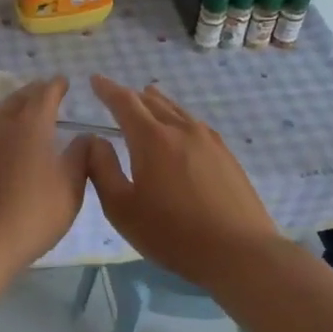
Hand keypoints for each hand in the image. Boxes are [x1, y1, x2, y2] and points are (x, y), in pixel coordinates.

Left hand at [0, 77, 90, 281]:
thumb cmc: (32, 215)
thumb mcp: (71, 188)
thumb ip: (81, 157)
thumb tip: (86, 137)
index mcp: (30, 124)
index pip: (45, 93)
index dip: (57, 86)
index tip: (64, 82)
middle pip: (17, 98)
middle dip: (33, 93)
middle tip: (45, 93)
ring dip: (10, 107)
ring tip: (21, 113)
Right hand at [84, 74, 279, 286]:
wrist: (238, 251)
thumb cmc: (172, 233)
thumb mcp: (122, 208)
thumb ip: (102, 170)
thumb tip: (93, 140)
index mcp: (152, 138)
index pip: (125, 102)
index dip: (107, 89)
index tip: (95, 80)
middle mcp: (181, 130)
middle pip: (153, 102)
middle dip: (132, 96)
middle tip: (117, 94)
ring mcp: (209, 141)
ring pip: (178, 111)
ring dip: (158, 103)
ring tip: (149, 98)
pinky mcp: (226, 156)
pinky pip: (196, 125)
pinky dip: (179, 118)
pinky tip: (182, 129)